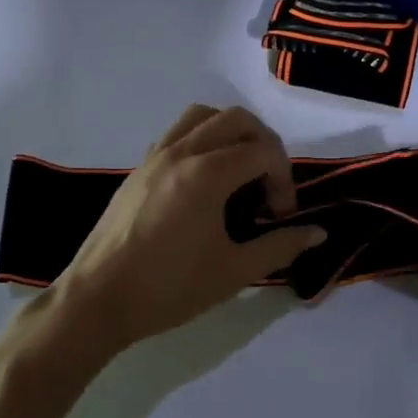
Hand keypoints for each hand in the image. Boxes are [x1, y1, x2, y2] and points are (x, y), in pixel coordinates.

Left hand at [54, 105, 326, 353]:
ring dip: (231, 133)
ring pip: (203, 116)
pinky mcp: (138, 168)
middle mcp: (181, 152)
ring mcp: (155, 156)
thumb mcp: (234, 272)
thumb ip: (280, 247)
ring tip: (241, 172)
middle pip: (236, 119)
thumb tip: (318, 233)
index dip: (284, 180)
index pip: (263, 151)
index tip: (281, 217)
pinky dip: (202, 140)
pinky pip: (178, 133)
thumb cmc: (169, 289)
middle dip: (265, 146)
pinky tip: (205, 180)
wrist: (98, 300)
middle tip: (269, 187)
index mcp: (206, 174)